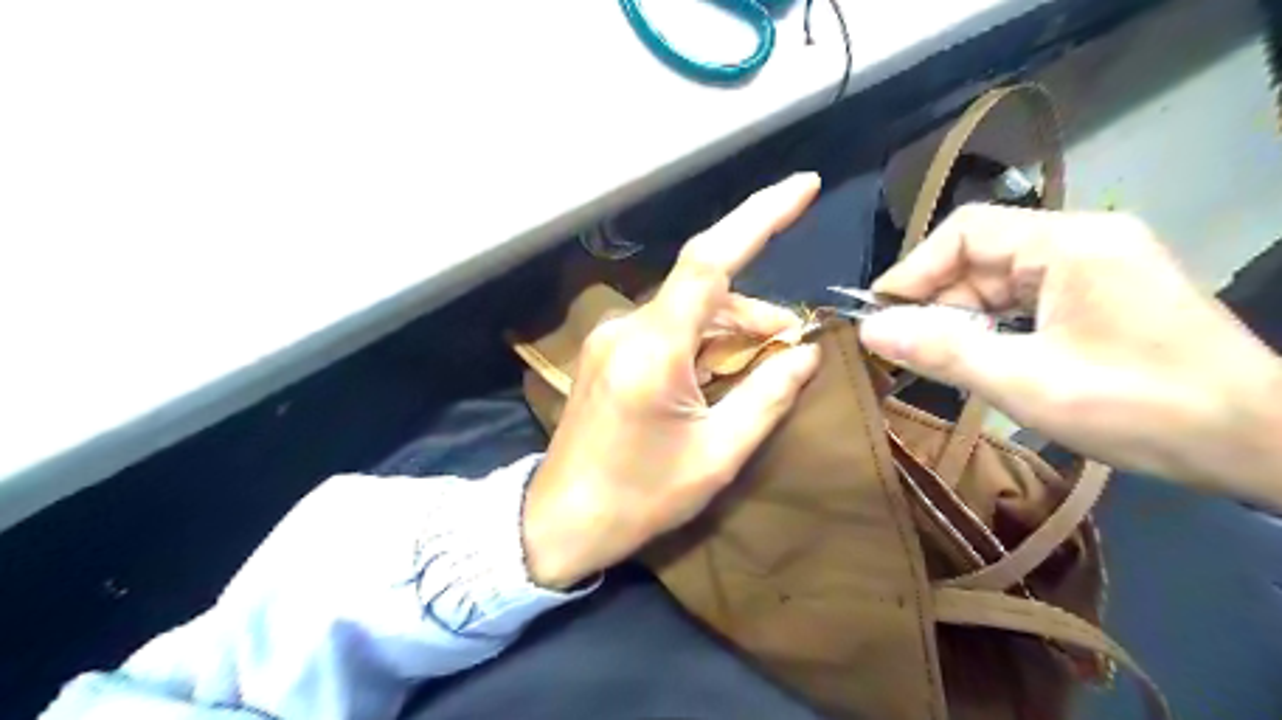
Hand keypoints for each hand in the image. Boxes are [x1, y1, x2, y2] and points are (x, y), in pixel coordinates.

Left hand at [518, 175, 820, 591]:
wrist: (558, 523)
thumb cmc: (638, 499)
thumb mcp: (716, 456)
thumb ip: (766, 396)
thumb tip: (806, 352)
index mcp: (653, 350)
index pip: (709, 260)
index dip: (759, 217)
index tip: (805, 187)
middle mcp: (627, 328)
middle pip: (705, 291)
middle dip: (757, 312)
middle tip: (793, 348)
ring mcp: (612, 338)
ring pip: (687, 310)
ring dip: (731, 329)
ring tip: (763, 365)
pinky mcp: (608, 353)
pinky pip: (667, 329)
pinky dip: (703, 341)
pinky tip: (720, 372)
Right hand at [855, 202, 1281, 504]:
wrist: (1262, 443)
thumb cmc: (1142, 407)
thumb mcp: (1027, 382)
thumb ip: (943, 350)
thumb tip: (871, 330)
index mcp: (1069, 243)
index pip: (965, 232)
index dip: (913, 271)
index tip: (878, 315)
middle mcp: (1084, 240)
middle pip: (983, 254)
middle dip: (937, 299)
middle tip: (902, 347)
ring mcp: (1099, 265)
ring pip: (1003, 278)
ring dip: (964, 315)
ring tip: (935, 357)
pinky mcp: (1106, 293)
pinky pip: (1029, 297)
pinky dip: (995, 323)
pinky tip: (980, 355)